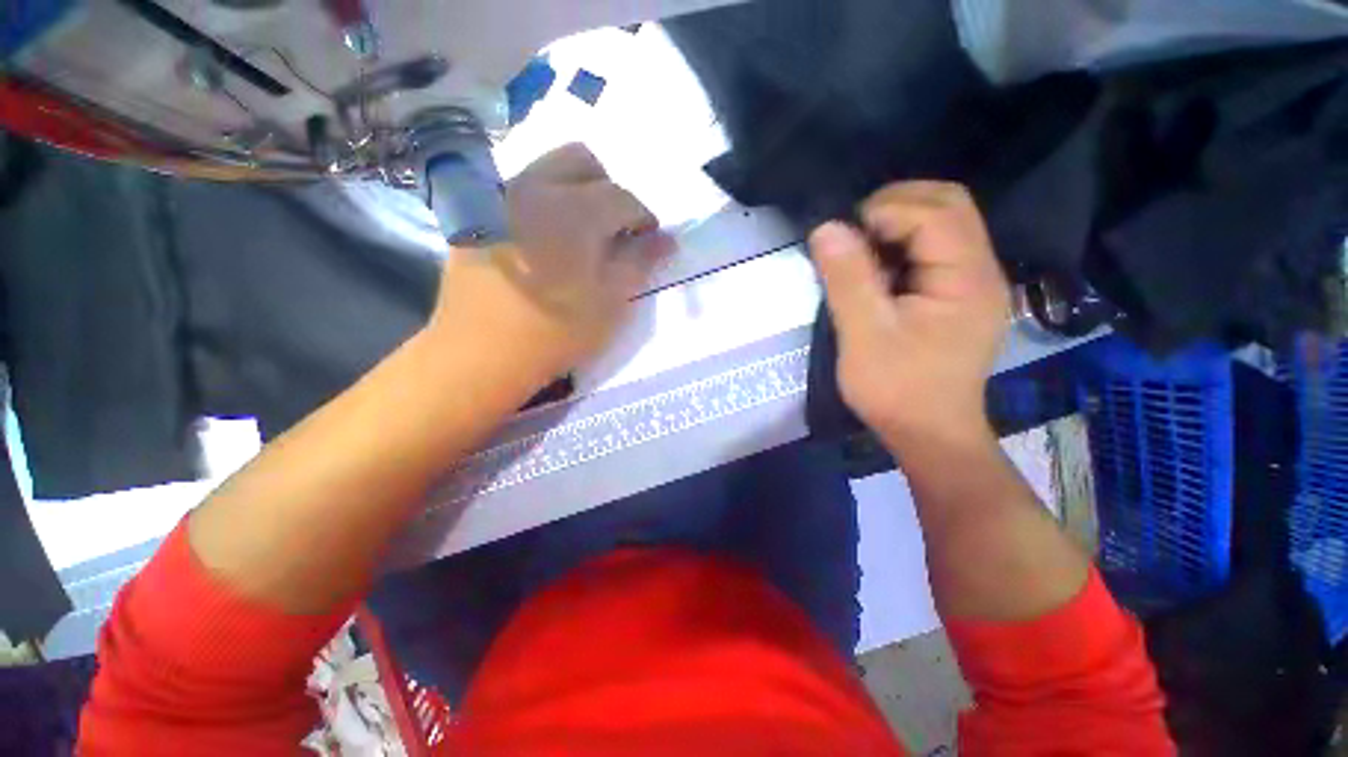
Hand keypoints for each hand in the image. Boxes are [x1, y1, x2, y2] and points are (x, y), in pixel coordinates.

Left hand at [427, 144, 671, 382]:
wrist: (481, 352)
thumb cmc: (556, 332)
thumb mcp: (611, 303)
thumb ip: (639, 263)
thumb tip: (666, 239)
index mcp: (575, 210)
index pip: (623, 197)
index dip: (643, 218)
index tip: (649, 241)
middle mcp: (536, 188)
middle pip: (582, 160)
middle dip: (608, 189)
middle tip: (613, 228)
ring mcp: (501, 197)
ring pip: (547, 169)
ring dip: (574, 191)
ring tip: (580, 233)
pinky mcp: (477, 215)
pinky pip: (519, 191)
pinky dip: (543, 203)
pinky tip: (545, 240)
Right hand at [809, 181, 1009, 452]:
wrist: (929, 434)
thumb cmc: (897, 389)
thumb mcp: (863, 335)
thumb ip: (847, 279)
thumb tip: (826, 228)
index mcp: (967, 278)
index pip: (936, 212)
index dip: (884, 211)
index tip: (841, 236)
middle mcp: (982, 271)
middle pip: (948, 206)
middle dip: (895, 207)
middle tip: (851, 232)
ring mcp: (974, 284)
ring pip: (942, 226)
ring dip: (897, 227)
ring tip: (859, 253)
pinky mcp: (958, 298)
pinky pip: (933, 253)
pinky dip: (901, 249)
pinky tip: (876, 273)